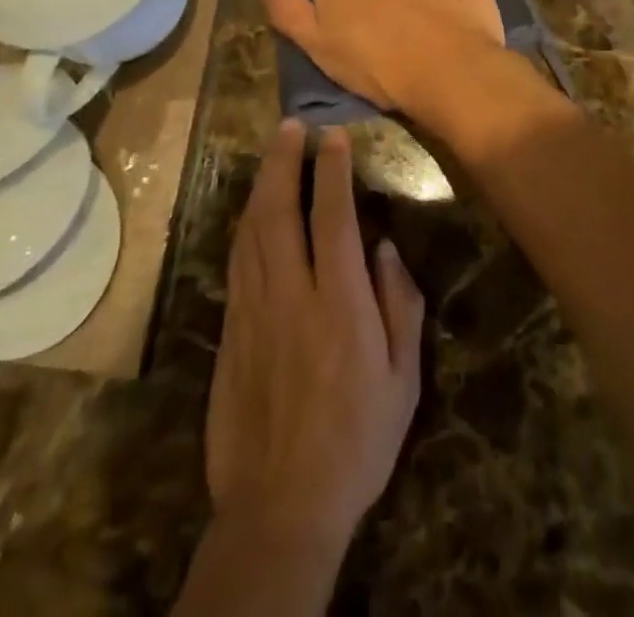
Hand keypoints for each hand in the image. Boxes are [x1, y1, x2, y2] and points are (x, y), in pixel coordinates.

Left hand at [205, 121, 424, 554]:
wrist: (280, 507)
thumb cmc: (356, 443)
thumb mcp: (403, 382)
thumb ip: (400, 308)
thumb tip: (387, 249)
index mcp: (339, 305)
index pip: (332, 218)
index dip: (332, 171)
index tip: (334, 137)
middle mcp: (291, 295)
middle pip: (280, 210)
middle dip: (285, 161)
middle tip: (291, 126)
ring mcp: (253, 310)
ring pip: (251, 229)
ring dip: (262, 183)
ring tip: (273, 152)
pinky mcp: (230, 329)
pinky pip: (238, 259)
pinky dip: (246, 222)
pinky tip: (253, 209)